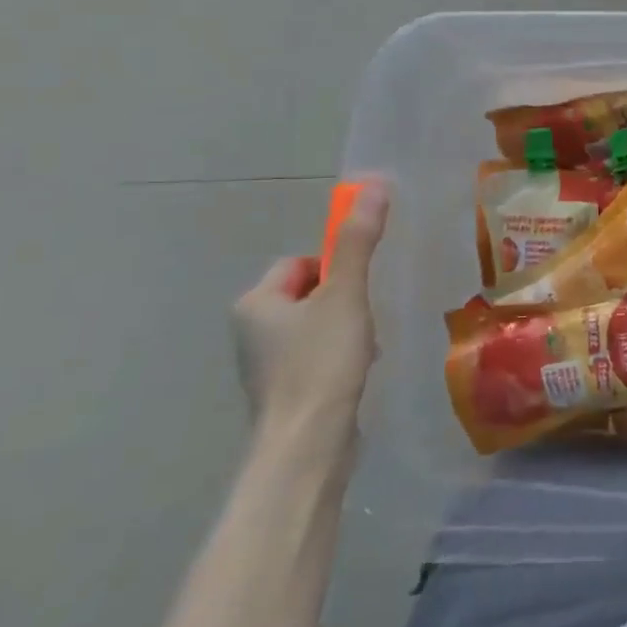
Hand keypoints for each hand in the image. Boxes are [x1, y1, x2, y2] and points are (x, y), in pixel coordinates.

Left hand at [233, 180, 389, 444]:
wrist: (308, 442)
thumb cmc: (321, 361)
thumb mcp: (345, 294)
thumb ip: (359, 241)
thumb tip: (374, 183)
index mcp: (255, 303)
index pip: (300, 263)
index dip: (336, 267)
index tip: (358, 288)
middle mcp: (251, 331)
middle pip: (310, 293)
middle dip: (344, 300)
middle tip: (365, 317)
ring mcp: (265, 364)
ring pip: (316, 325)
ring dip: (346, 328)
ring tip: (364, 347)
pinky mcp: (285, 390)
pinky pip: (316, 355)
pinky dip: (341, 356)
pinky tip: (358, 370)